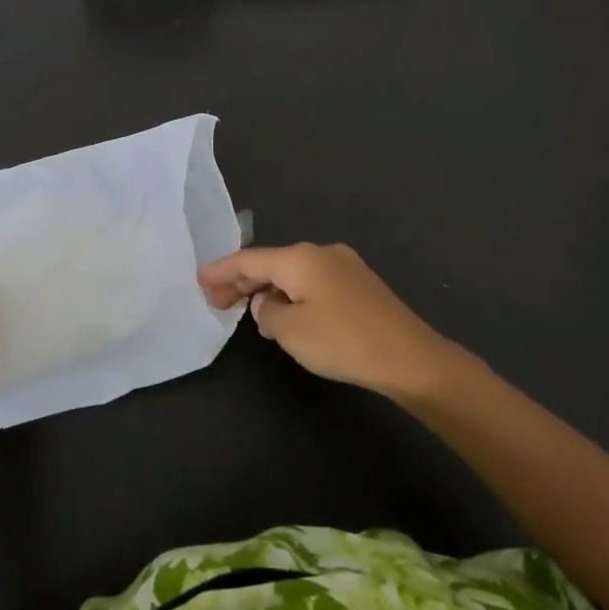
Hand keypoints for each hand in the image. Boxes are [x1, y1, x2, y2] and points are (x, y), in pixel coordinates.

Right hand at [198, 243, 459, 401]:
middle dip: (242, 281)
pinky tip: (287, 316)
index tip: (199, 280)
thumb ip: (267, 314)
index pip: (249, 259)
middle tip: (216, 301)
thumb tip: (266, 304)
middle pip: (271, 263)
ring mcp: (344, 266)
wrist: (409, 357)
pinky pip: (313, 283)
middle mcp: (320, 252)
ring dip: (269, 290)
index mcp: (299, 258)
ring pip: (293, 274)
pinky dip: (292, 295)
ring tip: (248, 313)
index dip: (222, 270)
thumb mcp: (291, 331)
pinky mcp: (360, 285)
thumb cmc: (342, 341)